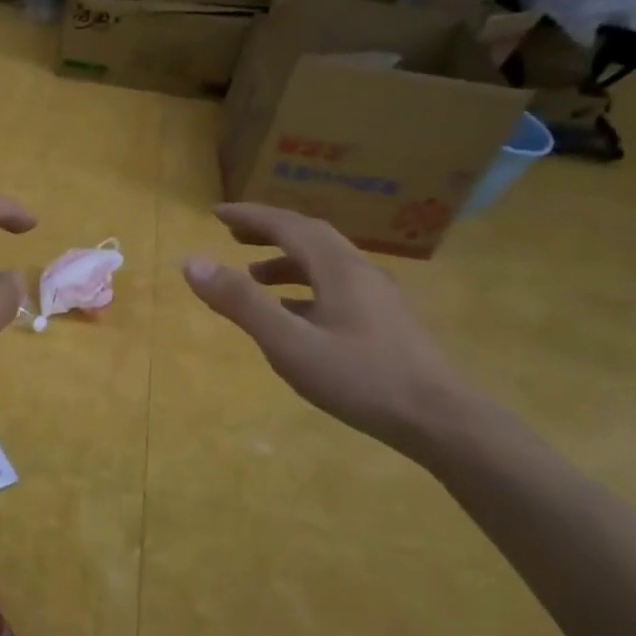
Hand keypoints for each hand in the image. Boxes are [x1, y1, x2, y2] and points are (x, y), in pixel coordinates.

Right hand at [182, 204, 481, 462]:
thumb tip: (192, 262)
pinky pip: (337, 287)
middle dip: (268, 231)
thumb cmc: (361, 379)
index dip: (249, 215)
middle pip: (309, 236)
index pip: (286, 224)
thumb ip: (241, 302)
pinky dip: (305, 287)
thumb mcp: (289, 344)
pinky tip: (295, 315)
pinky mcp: (386, 321)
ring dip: (286, 260)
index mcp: (337, 267)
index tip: (215, 213)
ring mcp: (378, 296)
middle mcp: (359, 270)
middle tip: (233, 235)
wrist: (443, 421)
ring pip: (325, 263)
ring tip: (254, 276)